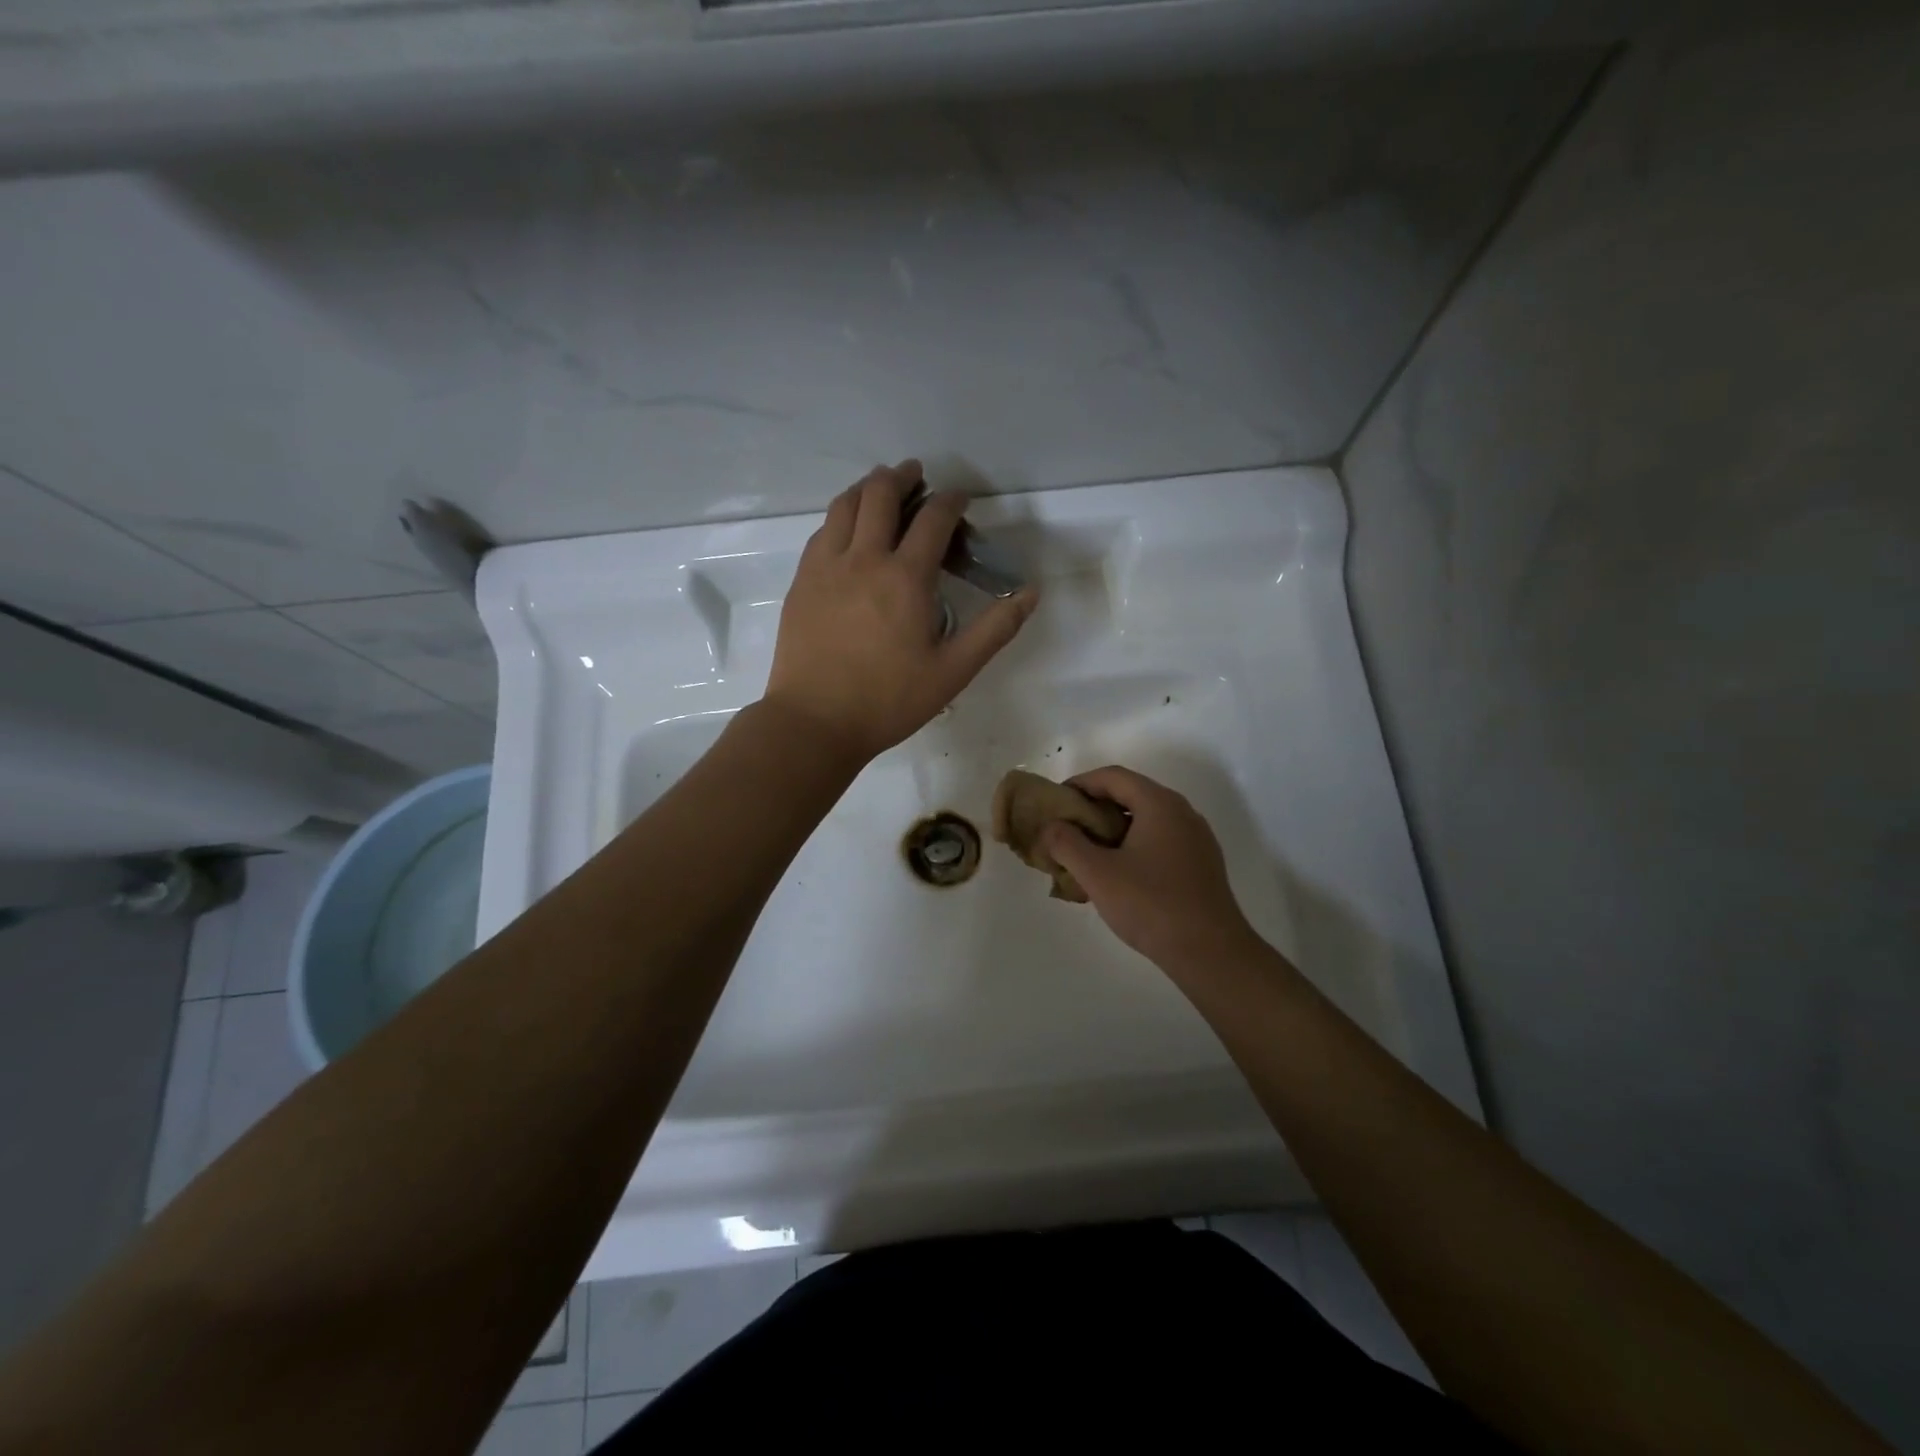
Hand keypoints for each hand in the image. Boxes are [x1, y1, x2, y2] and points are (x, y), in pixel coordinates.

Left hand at [764, 461, 1038, 761]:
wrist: (815, 721)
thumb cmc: (889, 700)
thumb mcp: (953, 671)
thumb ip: (995, 629)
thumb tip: (1031, 592)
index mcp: (905, 578)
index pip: (933, 518)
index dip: (952, 501)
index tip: (961, 500)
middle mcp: (863, 559)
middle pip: (881, 494)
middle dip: (903, 477)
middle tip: (917, 475)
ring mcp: (825, 567)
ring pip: (845, 505)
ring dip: (867, 488)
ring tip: (881, 487)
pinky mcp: (802, 582)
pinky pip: (822, 531)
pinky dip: (841, 516)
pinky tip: (847, 529)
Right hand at [1039, 766, 1259, 968]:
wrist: (1211, 953)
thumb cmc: (1151, 905)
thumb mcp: (1097, 874)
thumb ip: (1067, 844)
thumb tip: (1052, 827)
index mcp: (1159, 804)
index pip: (1113, 776)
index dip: (1080, 783)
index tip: (1056, 802)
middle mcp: (1182, 812)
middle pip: (1132, 794)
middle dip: (1096, 807)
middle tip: (1068, 829)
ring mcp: (1196, 838)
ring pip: (1147, 819)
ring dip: (1114, 828)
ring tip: (1088, 853)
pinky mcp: (1202, 863)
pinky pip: (1161, 840)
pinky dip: (1134, 845)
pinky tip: (1120, 874)